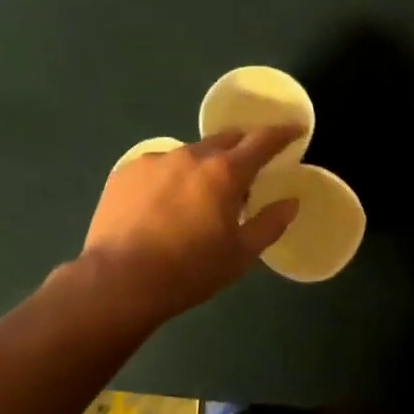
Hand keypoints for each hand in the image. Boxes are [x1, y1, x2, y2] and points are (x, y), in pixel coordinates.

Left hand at [79, 127, 301, 328]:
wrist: (117, 283)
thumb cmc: (189, 271)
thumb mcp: (241, 255)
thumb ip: (270, 224)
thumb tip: (291, 202)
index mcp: (225, 172)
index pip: (263, 140)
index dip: (283, 133)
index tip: (295, 129)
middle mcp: (191, 156)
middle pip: (226, 139)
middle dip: (242, 148)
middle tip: (248, 171)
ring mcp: (155, 160)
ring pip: (191, 153)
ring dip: (204, 166)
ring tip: (199, 197)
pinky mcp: (126, 172)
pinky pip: (160, 166)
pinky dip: (172, 177)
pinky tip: (163, 205)